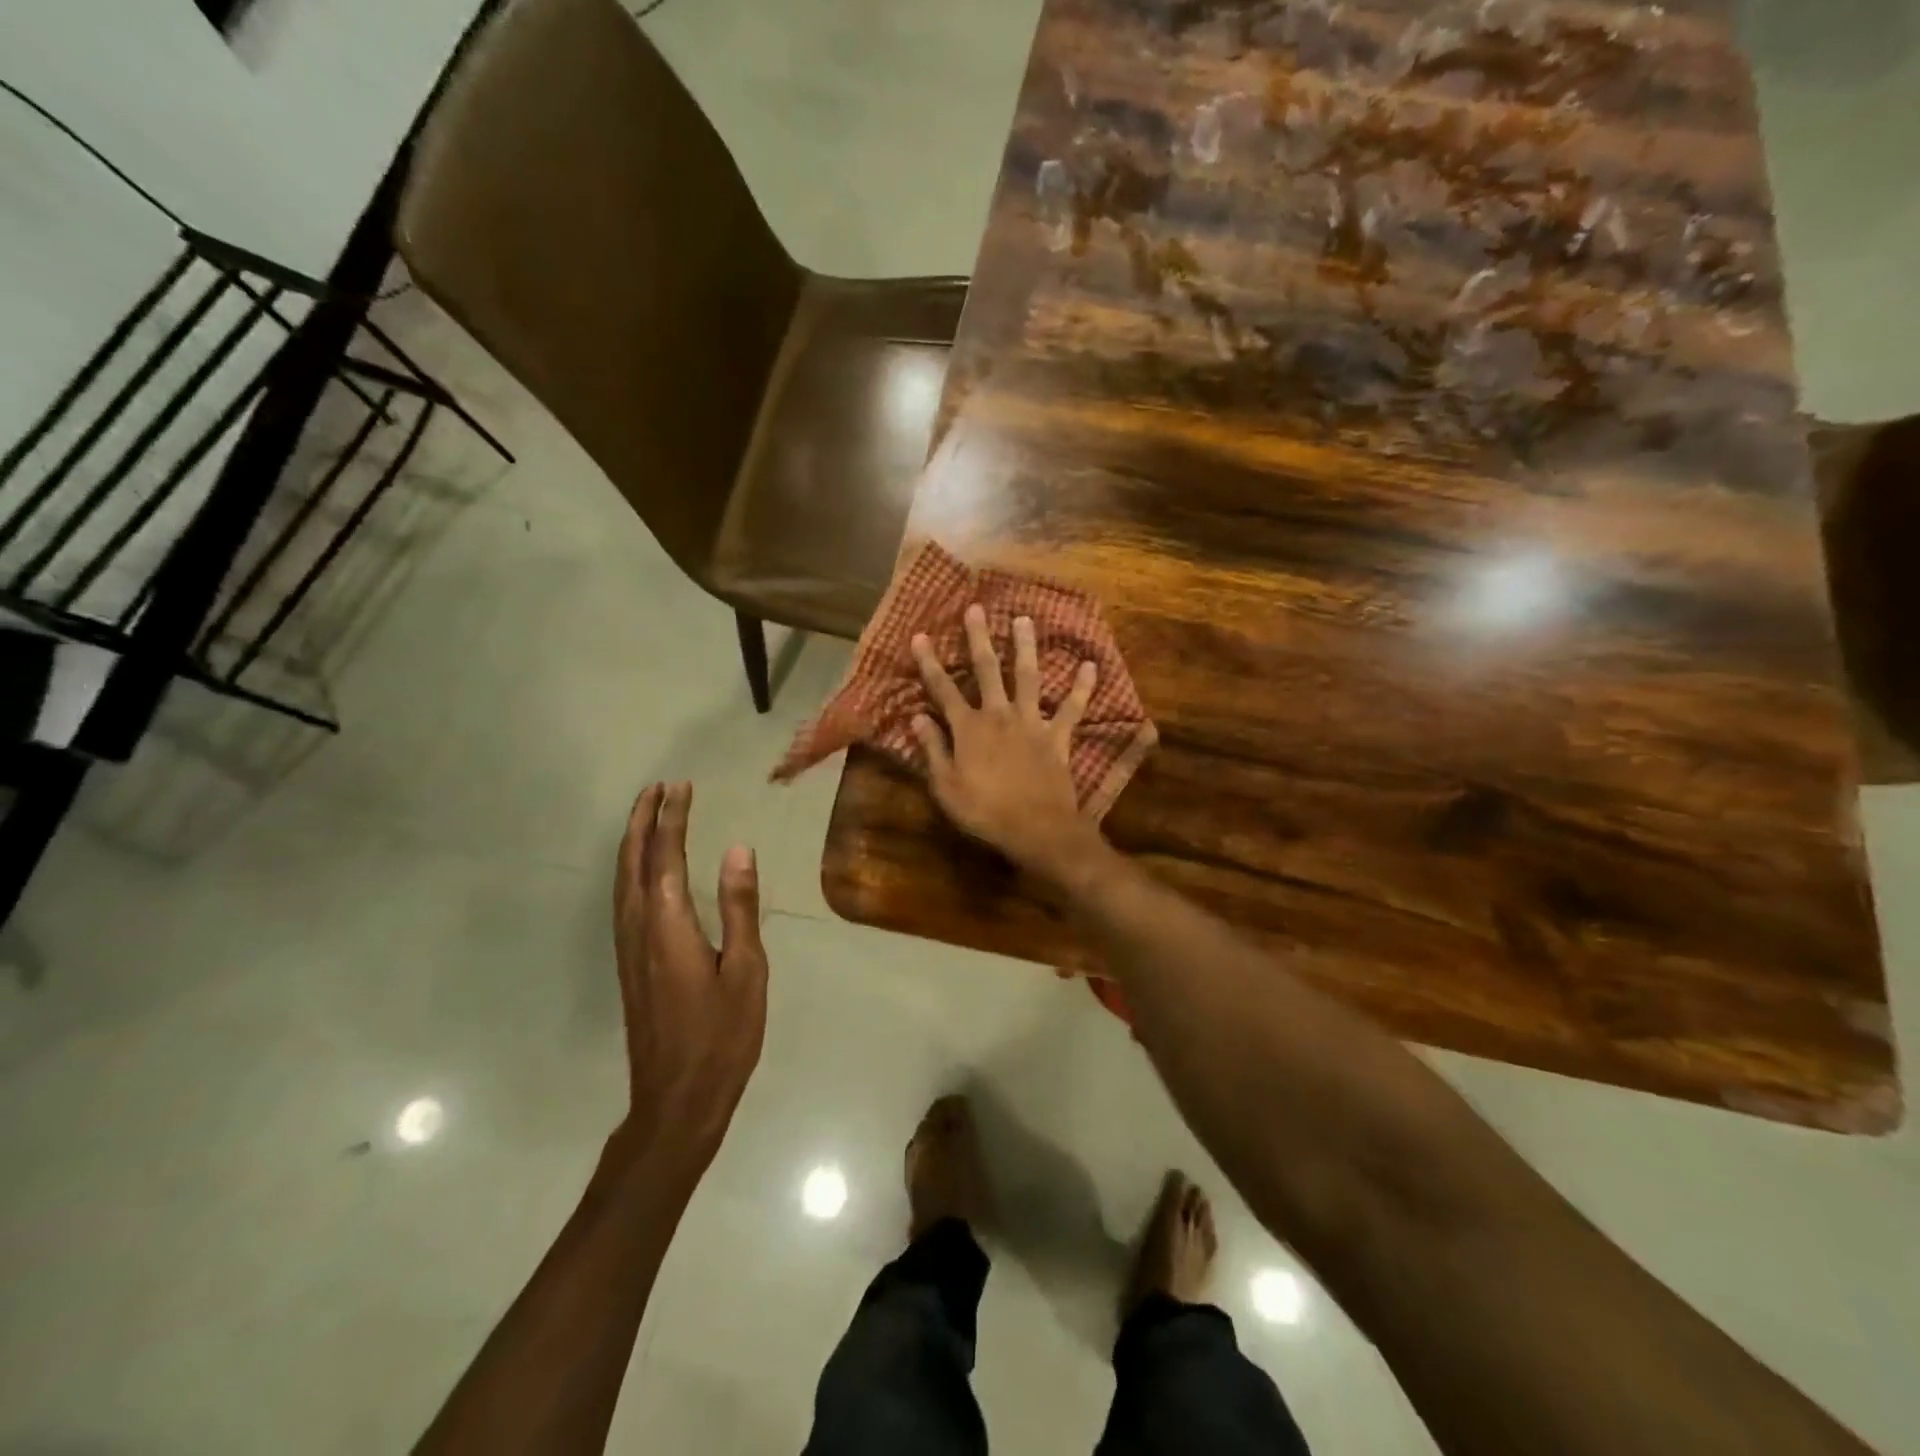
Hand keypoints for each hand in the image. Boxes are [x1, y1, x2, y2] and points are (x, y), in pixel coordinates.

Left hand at [611, 782, 767, 1178]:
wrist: (678, 1099)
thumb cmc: (723, 1035)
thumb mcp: (747, 969)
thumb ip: (739, 907)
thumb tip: (738, 849)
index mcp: (669, 925)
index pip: (665, 856)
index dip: (672, 818)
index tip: (681, 786)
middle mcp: (638, 929)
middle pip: (632, 861)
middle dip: (642, 821)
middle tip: (658, 788)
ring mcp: (628, 949)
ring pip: (622, 880)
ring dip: (633, 842)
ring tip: (648, 815)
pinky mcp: (629, 964)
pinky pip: (623, 900)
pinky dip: (631, 869)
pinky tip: (643, 871)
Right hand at [910, 604, 1104, 878]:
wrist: (1036, 830)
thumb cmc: (984, 812)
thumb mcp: (946, 786)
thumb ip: (933, 748)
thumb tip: (916, 717)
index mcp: (968, 729)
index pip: (943, 689)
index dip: (930, 662)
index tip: (920, 635)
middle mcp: (999, 716)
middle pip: (987, 670)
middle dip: (978, 639)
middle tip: (976, 609)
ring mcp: (1031, 723)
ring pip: (1028, 677)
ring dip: (1026, 647)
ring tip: (1024, 619)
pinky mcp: (1058, 737)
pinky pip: (1072, 709)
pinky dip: (1082, 688)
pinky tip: (1091, 665)